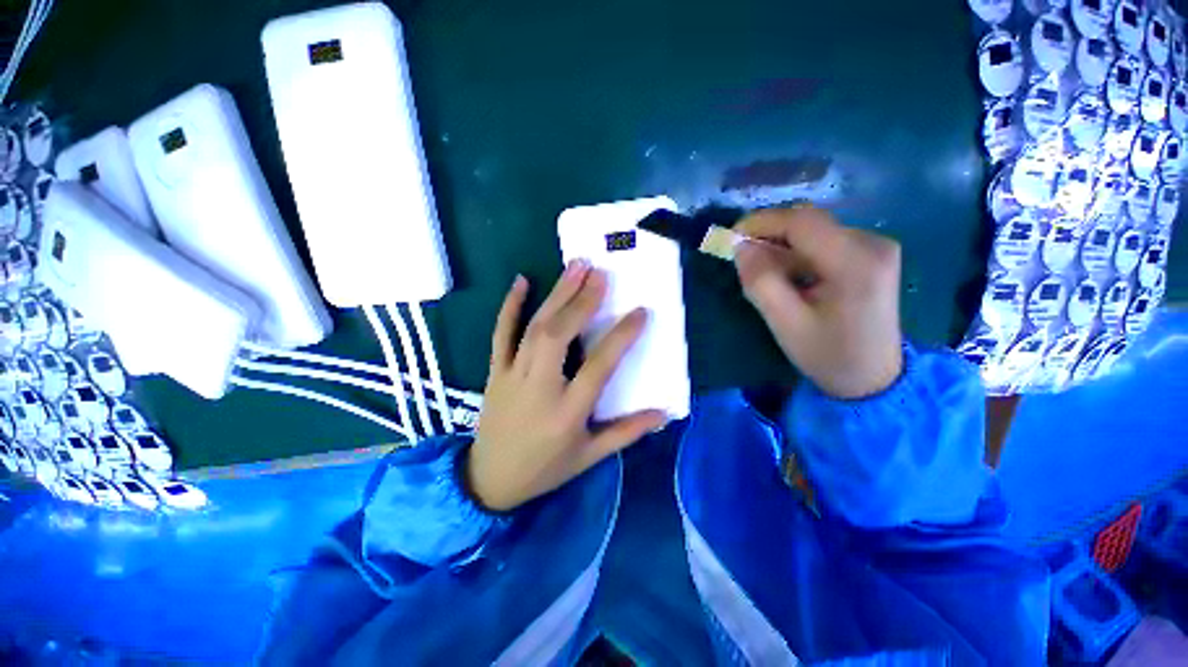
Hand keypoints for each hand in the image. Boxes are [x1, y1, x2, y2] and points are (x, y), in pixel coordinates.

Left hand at [466, 263, 666, 511]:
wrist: (490, 480)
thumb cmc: (545, 469)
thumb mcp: (590, 457)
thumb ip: (626, 432)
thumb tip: (663, 413)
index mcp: (567, 413)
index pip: (599, 367)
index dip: (621, 337)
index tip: (640, 312)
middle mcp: (539, 388)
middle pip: (559, 336)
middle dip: (582, 302)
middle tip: (600, 274)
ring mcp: (512, 376)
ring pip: (534, 329)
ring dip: (556, 295)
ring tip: (576, 267)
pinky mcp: (495, 372)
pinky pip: (501, 334)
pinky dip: (510, 306)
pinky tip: (522, 281)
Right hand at [733, 205, 903, 398]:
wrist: (873, 378)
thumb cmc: (827, 355)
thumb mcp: (785, 323)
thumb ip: (761, 282)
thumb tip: (741, 247)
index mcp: (855, 263)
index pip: (802, 222)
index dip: (762, 222)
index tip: (731, 238)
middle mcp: (872, 244)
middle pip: (809, 222)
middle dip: (770, 234)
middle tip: (743, 258)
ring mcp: (875, 247)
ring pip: (814, 231)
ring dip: (782, 246)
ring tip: (764, 274)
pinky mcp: (871, 254)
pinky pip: (824, 241)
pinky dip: (797, 253)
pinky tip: (789, 276)